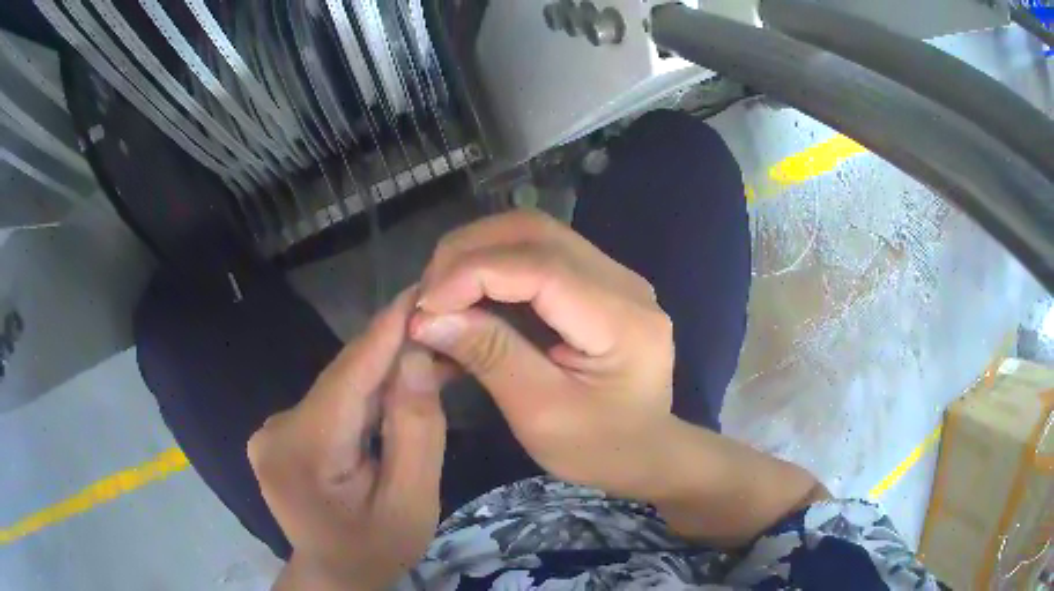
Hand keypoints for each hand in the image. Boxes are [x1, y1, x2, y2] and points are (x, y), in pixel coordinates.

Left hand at [248, 289, 448, 589]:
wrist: (335, 574)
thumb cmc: (376, 549)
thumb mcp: (412, 503)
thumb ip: (416, 433)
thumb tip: (417, 357)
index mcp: (302, 453)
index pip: (349, 377)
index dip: (386, 330)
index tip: (422, 288)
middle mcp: (276, 429)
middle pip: (344, 379)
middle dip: (394, 351)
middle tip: (444, 324)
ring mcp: (274, 428)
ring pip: (340, 387)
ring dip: (385, 371)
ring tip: (432, 351)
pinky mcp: (283, 430)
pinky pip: (333, 401)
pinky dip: (368, 392)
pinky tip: (399, 385)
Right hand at [409, 211, 675, 498]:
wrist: (644, 452)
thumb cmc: (598, 447)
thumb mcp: (541, 412)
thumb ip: (490, 356)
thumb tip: (429, 316)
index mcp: (622, 320)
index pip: (540, 266)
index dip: (473, 273)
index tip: (425, 304)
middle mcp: (623, 282)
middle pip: (535, 233)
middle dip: (469, 253)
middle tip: (428, 294)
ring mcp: (612, 277)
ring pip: (533, 234)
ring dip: (478, 253)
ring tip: (442, 292)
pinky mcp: (597, 283)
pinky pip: (537, 254)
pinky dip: (494, 265)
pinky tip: (469, 294)